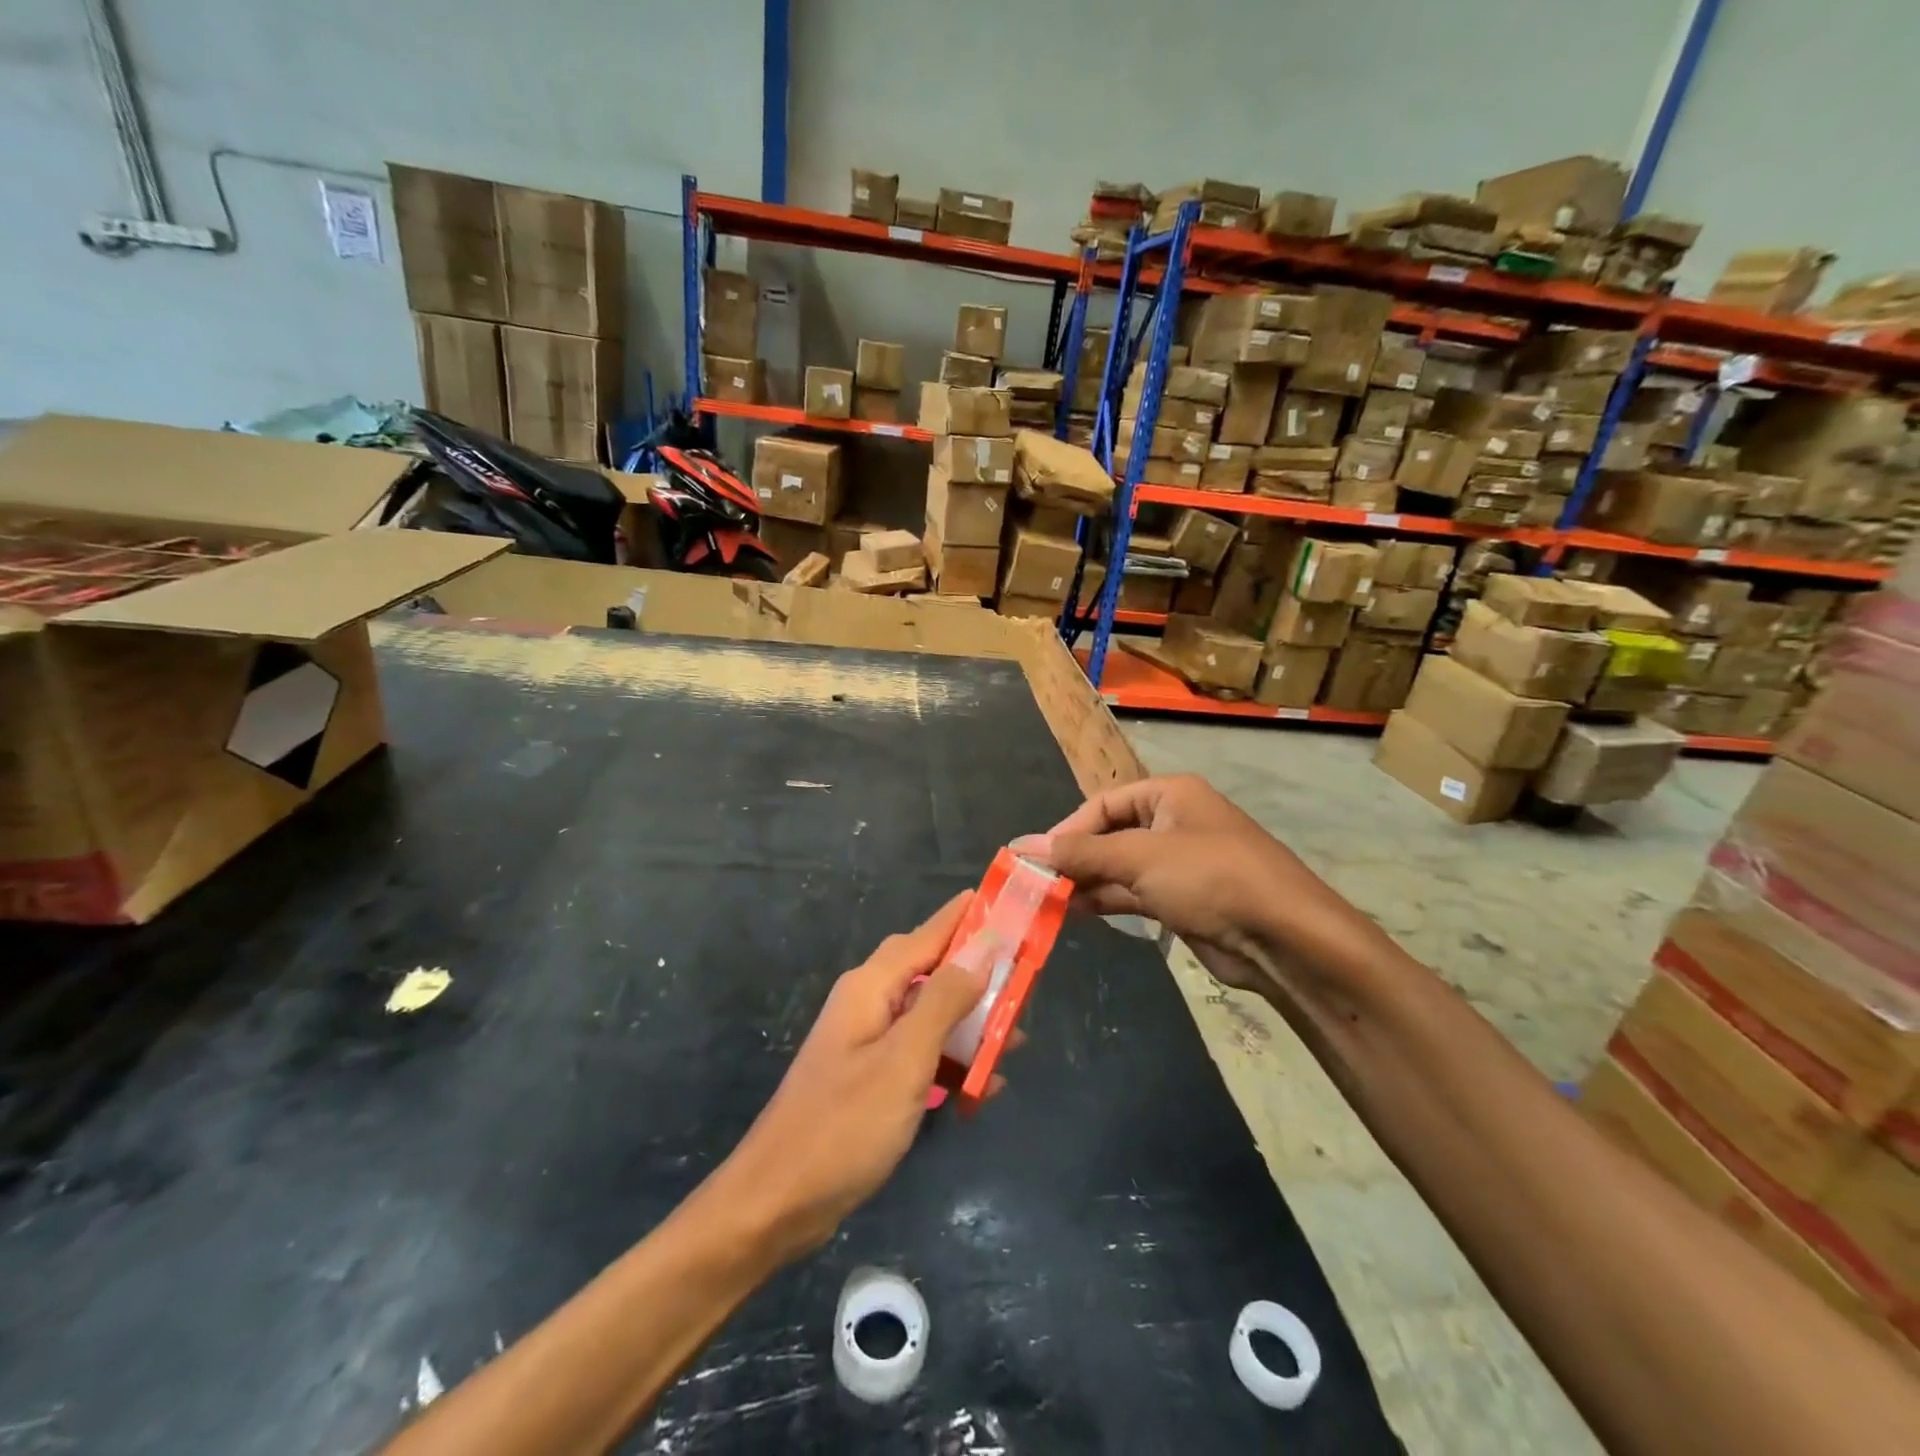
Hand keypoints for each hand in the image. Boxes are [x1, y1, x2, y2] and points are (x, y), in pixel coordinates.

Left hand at [715, 893, 992, 1262]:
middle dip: (976, 973)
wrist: (777, 1202)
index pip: (926, 935)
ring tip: (1015, 1038)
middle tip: (1023, 976)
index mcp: (871, 987)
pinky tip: (982, 1087)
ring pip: (928, 1016)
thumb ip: (944, 1000)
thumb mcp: (905, 1059)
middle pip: (930, 972)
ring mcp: (866, 1042)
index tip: (1003, 900)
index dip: (965, 918)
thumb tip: (982, 947)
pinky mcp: (868, 1079)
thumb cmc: (845, 1125)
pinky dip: (950, 1063)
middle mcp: (867, 1003)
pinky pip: (918, 1054)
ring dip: (969, 1025)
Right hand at [1013, 775, 1389, 1001]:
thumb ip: (1081, 852)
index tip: (1037, 857)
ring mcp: (1181, 863)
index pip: (1104, 803)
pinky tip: (1078, 912)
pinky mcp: (1185, 900)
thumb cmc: (1210, 877)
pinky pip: (1135, 893)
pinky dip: (1108, 900)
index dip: (1068, 828)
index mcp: (1170, 795)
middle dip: (1076, 858)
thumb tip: (1025, 845)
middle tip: (1038, 883)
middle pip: (1111, 834)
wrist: (1284, 937)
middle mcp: (1174, 822)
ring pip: (1121, 867)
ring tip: (1049, 901)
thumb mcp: (1140, 857)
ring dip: (1088, 882)